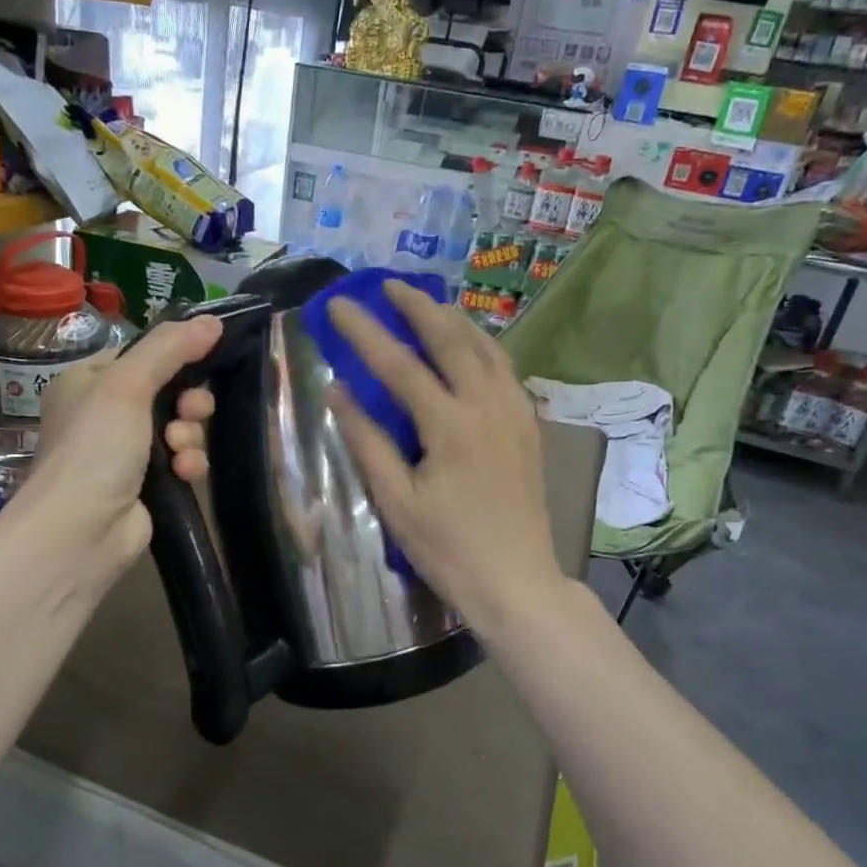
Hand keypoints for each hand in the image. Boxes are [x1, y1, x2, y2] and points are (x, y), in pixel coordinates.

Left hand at [22, 316, 221, 582]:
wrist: (80, 532)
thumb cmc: (95, 448)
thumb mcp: (127, 385)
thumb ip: (170, 349)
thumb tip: (213, 320)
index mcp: (89, 380)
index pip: (143, 354)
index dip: (176, 355)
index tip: (206, 356)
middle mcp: (106, 413)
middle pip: (169, 391)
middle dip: (189, 402)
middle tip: (192, 412)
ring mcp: (126, 452)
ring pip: (181, 427)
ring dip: (189, 436)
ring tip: (179, 452)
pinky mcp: (148, 485)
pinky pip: (182, 461)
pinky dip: (188, 465)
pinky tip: (184, 475)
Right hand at [326, 282, 564, 637]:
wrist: (517, 581)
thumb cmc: (449, 549)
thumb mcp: (396, 501)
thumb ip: (367, 442)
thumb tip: (338, 391)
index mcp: (451, 425)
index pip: (399, 364)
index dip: (365, 331)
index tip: (337, 304)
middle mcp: (488, 405)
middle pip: (451, 338)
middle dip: (417, 306)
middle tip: (389, 285)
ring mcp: (515, 412)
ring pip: (486, 346)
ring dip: (453, 319)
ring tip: (427, 304)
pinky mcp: (529, 425)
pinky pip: (503, 368)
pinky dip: (481, 344)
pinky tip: (469, 346)